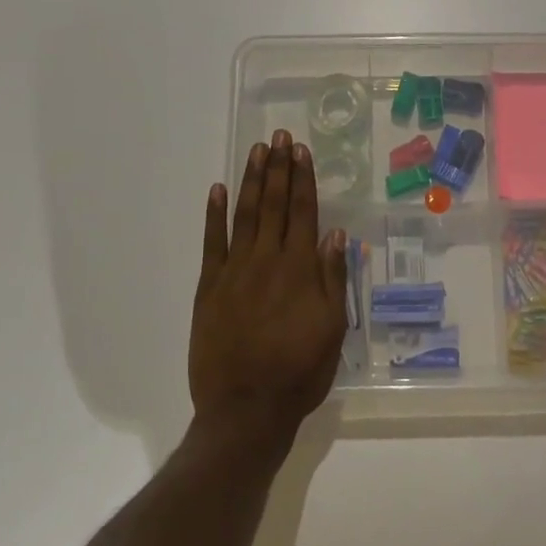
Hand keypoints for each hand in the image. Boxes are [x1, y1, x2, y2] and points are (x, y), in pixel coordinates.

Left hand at [189, 130, 348, 453]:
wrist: (246, 409)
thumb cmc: (299, 371)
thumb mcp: (333, 329)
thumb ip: (333, 278)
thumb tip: (336, 234)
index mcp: (299, 269)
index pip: (303, 212)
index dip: (303, 179)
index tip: (301, 151)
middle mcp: (267, 260)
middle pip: (274, 204)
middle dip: (278, 168)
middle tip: (279, 137)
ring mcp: (234, 271)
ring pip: (245, 215)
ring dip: (251, 180)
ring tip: (256, 151)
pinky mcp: (209, 287)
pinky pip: (212, 243)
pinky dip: (213, 215)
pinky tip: (216, 190)